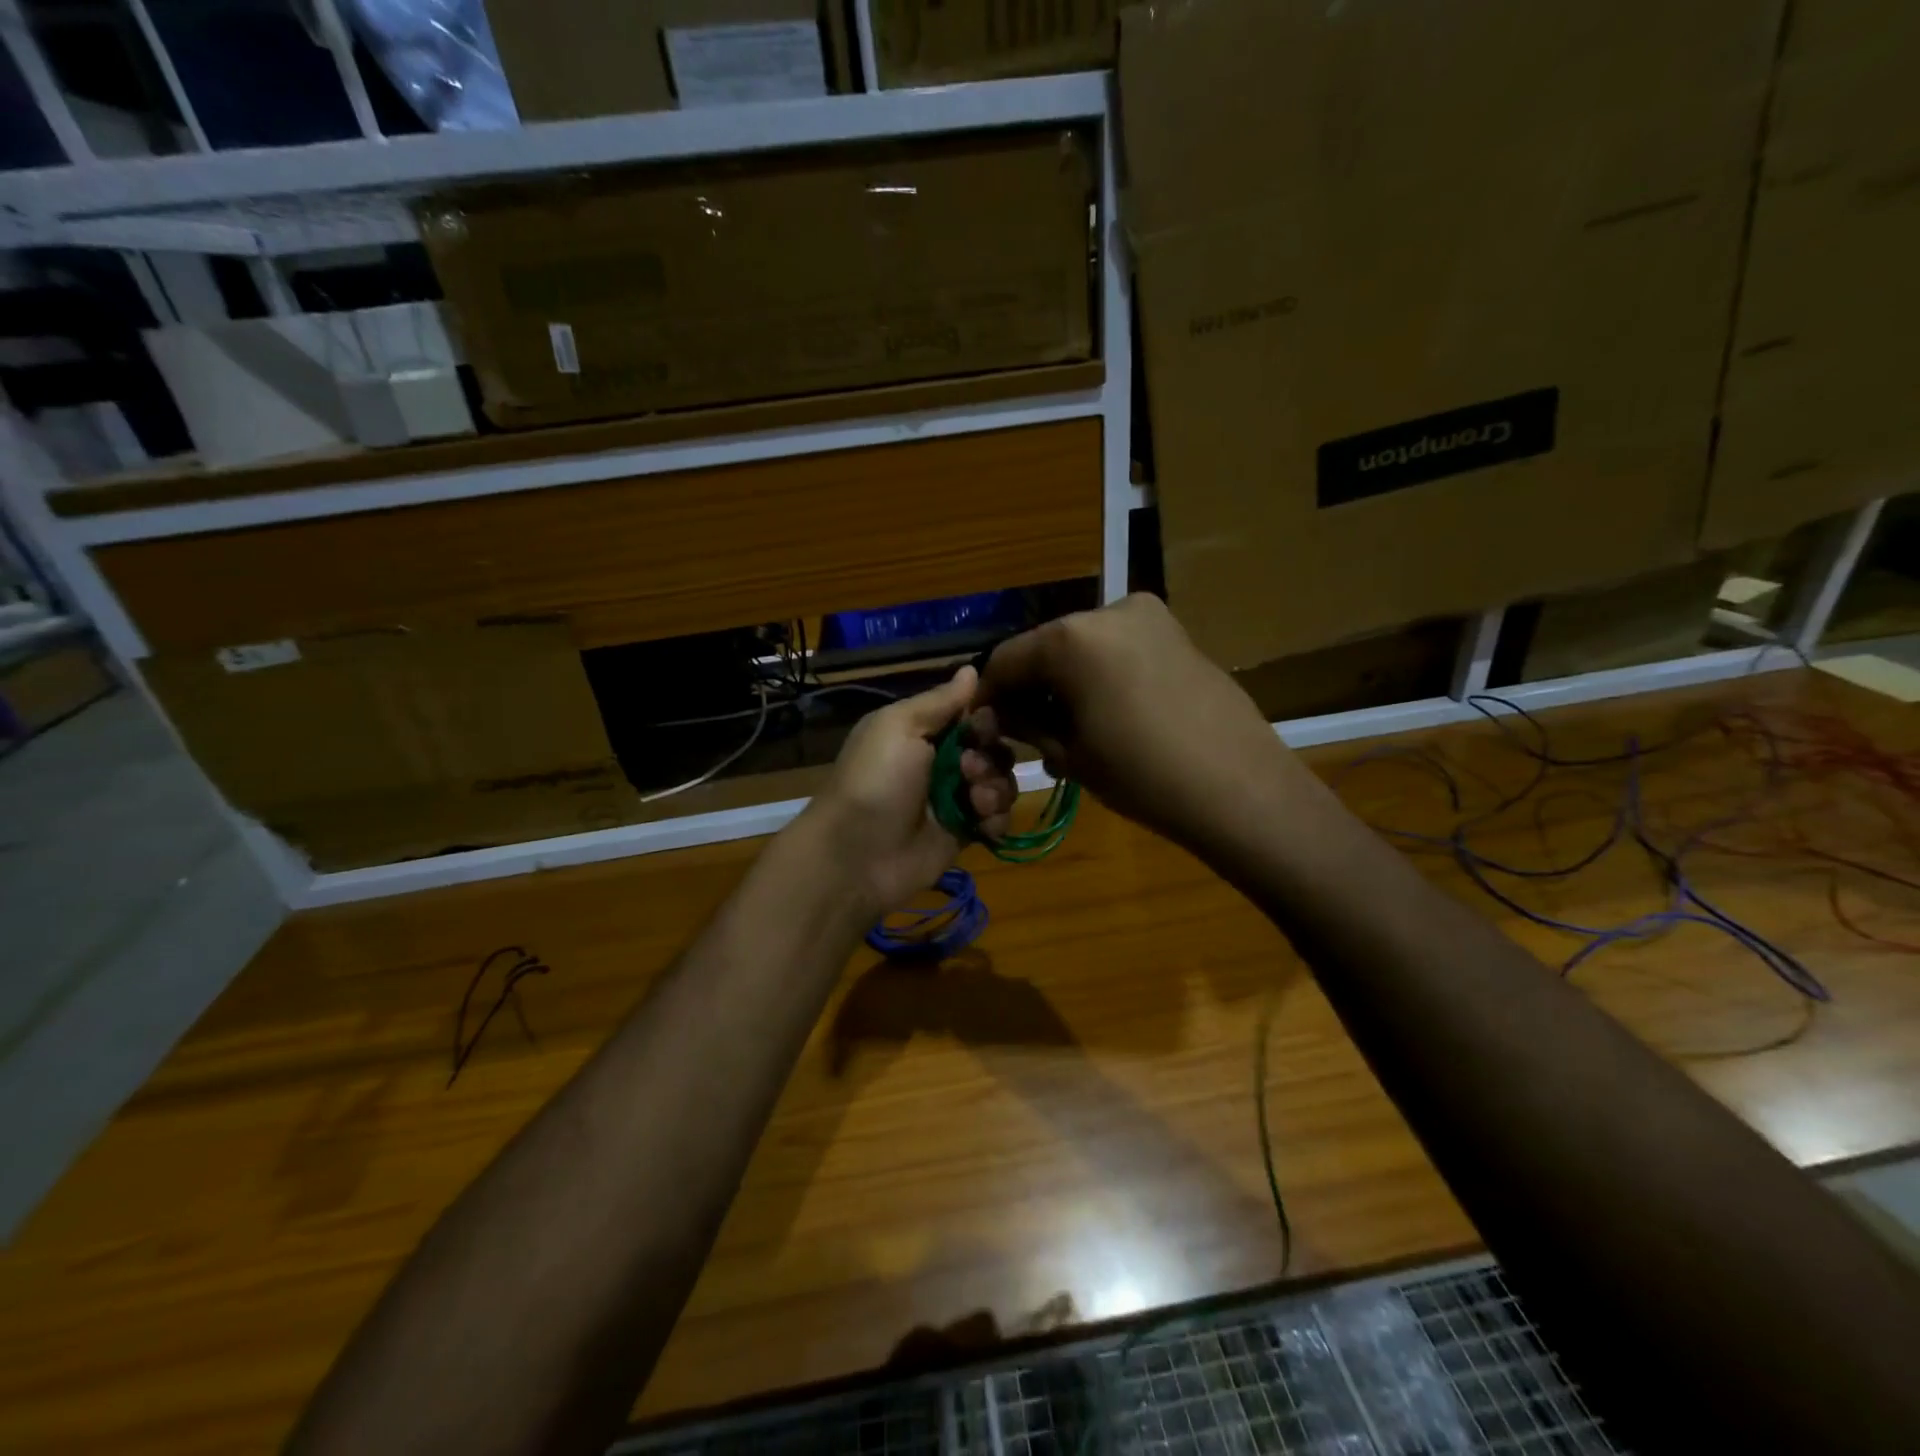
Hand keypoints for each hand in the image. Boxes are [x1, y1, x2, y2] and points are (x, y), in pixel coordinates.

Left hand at [800, 667, 1017, 912]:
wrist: (856, 855)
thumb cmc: (875, 780)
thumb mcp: (899, 726)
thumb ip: (939, 700)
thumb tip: (971, 668)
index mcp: (923, 731)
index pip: (972, 715)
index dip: (984, 720)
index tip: (978, 729)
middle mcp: (942, 762)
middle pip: (993, 748)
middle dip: (990, 757)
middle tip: (968, 770)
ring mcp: (955, 800)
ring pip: (1001, 782)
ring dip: (996, 788)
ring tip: (974, 802)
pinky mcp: (964, 834)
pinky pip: (998, 819)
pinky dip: (996, 819)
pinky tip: (981, 824)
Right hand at [972, 594, 1298, 855]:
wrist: (1240, 788)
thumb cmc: (1142, 775)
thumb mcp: (1070, 754)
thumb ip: (1027, 723)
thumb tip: (1002, 713)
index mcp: (1071, 636)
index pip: (1006, 659)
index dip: (989, 694)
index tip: (983, 724)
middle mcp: (1107, 610)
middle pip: (1046, 647)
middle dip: (1031, 687)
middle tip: (1025, 731)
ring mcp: (1149, 618)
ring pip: (1083, 647)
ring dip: (1066, 682)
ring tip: (1067, 729)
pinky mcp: (1177, 634)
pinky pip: (1119, 649)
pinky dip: (1100, 675)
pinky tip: (1106, 715)